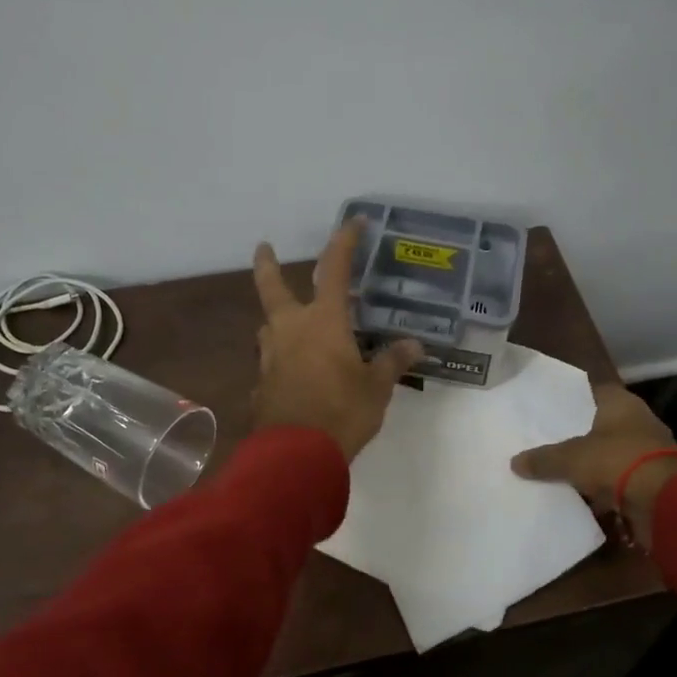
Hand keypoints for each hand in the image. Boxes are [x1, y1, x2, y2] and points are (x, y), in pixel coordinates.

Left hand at [252, 222, 423, 460]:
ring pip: (269, 325)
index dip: (345, 243)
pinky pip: (270, 361)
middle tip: (263, 247)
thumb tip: (414, 345)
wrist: (295, 455)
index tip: (353, 222)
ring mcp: (270, 358)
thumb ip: (391, 363)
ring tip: (290, 320)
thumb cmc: (341, 412)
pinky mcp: (262, 385)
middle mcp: (291, 330)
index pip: (334, 270)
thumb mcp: (376, 387)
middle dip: (268, 265)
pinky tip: (291, 372)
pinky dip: (281, 358)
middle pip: (272, 288)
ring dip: (277, 317)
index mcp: (323, 322)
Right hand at [511, 385, 676, 541]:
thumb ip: (543, 459)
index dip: (572, 400)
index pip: (593, 392)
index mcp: (621, 403)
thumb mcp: (571, 459)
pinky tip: (584, 494)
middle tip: (550, 442)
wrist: (664, 502)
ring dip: (594, 462)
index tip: (550, 411)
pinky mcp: (654, 478)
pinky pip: (621, 478)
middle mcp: (638, 420)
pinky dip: (607, 486)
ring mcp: (649, 450)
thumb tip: (514, 462)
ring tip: (563, 470)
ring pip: (612, 452)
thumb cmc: (616, 461)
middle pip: (602, 424)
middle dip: (580, 435)